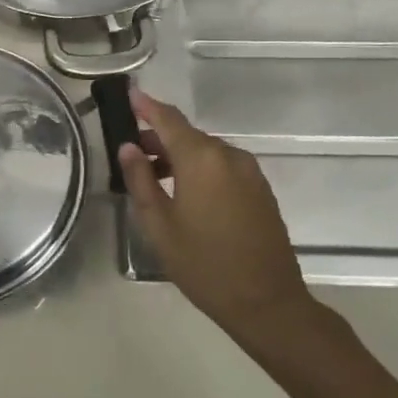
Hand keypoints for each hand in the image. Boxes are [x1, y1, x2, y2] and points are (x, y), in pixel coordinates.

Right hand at [117, 88, 313, 339]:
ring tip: (157, 179)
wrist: (268, 303)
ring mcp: (250, 172)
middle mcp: (228, 156)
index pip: (168, 119)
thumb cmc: (204, 265)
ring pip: (207, 152)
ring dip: (181, 156)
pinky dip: (202, 169)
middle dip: (160, 138)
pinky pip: (224, 167)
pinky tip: (188, 194)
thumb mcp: (159, 225)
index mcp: (201, 159)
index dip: (147, 105)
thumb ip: (141, 180)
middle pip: (188, 135)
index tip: (130, 93)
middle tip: (134, 153)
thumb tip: (129, 147)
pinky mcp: (261, 189)